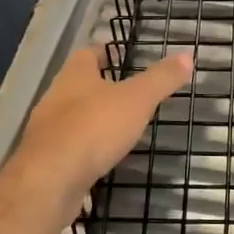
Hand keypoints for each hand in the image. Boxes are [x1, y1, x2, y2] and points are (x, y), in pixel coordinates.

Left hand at [7, 46, 192, 202]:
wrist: (50, 181)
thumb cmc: (94, 128)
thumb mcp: (137, 99)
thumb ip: (162, 79)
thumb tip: (188, 55)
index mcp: (75, 75)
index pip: (88, 53)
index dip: (105, 52)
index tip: (121, 55)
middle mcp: (55, 97)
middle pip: (77, 84)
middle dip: (99, 86)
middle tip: (127, 91)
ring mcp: (46, 130)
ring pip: (71, 116)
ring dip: (92, 118)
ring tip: (118, 126)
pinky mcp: (46, 160)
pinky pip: (69, 146)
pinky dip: (85, 147)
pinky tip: (102, 157)